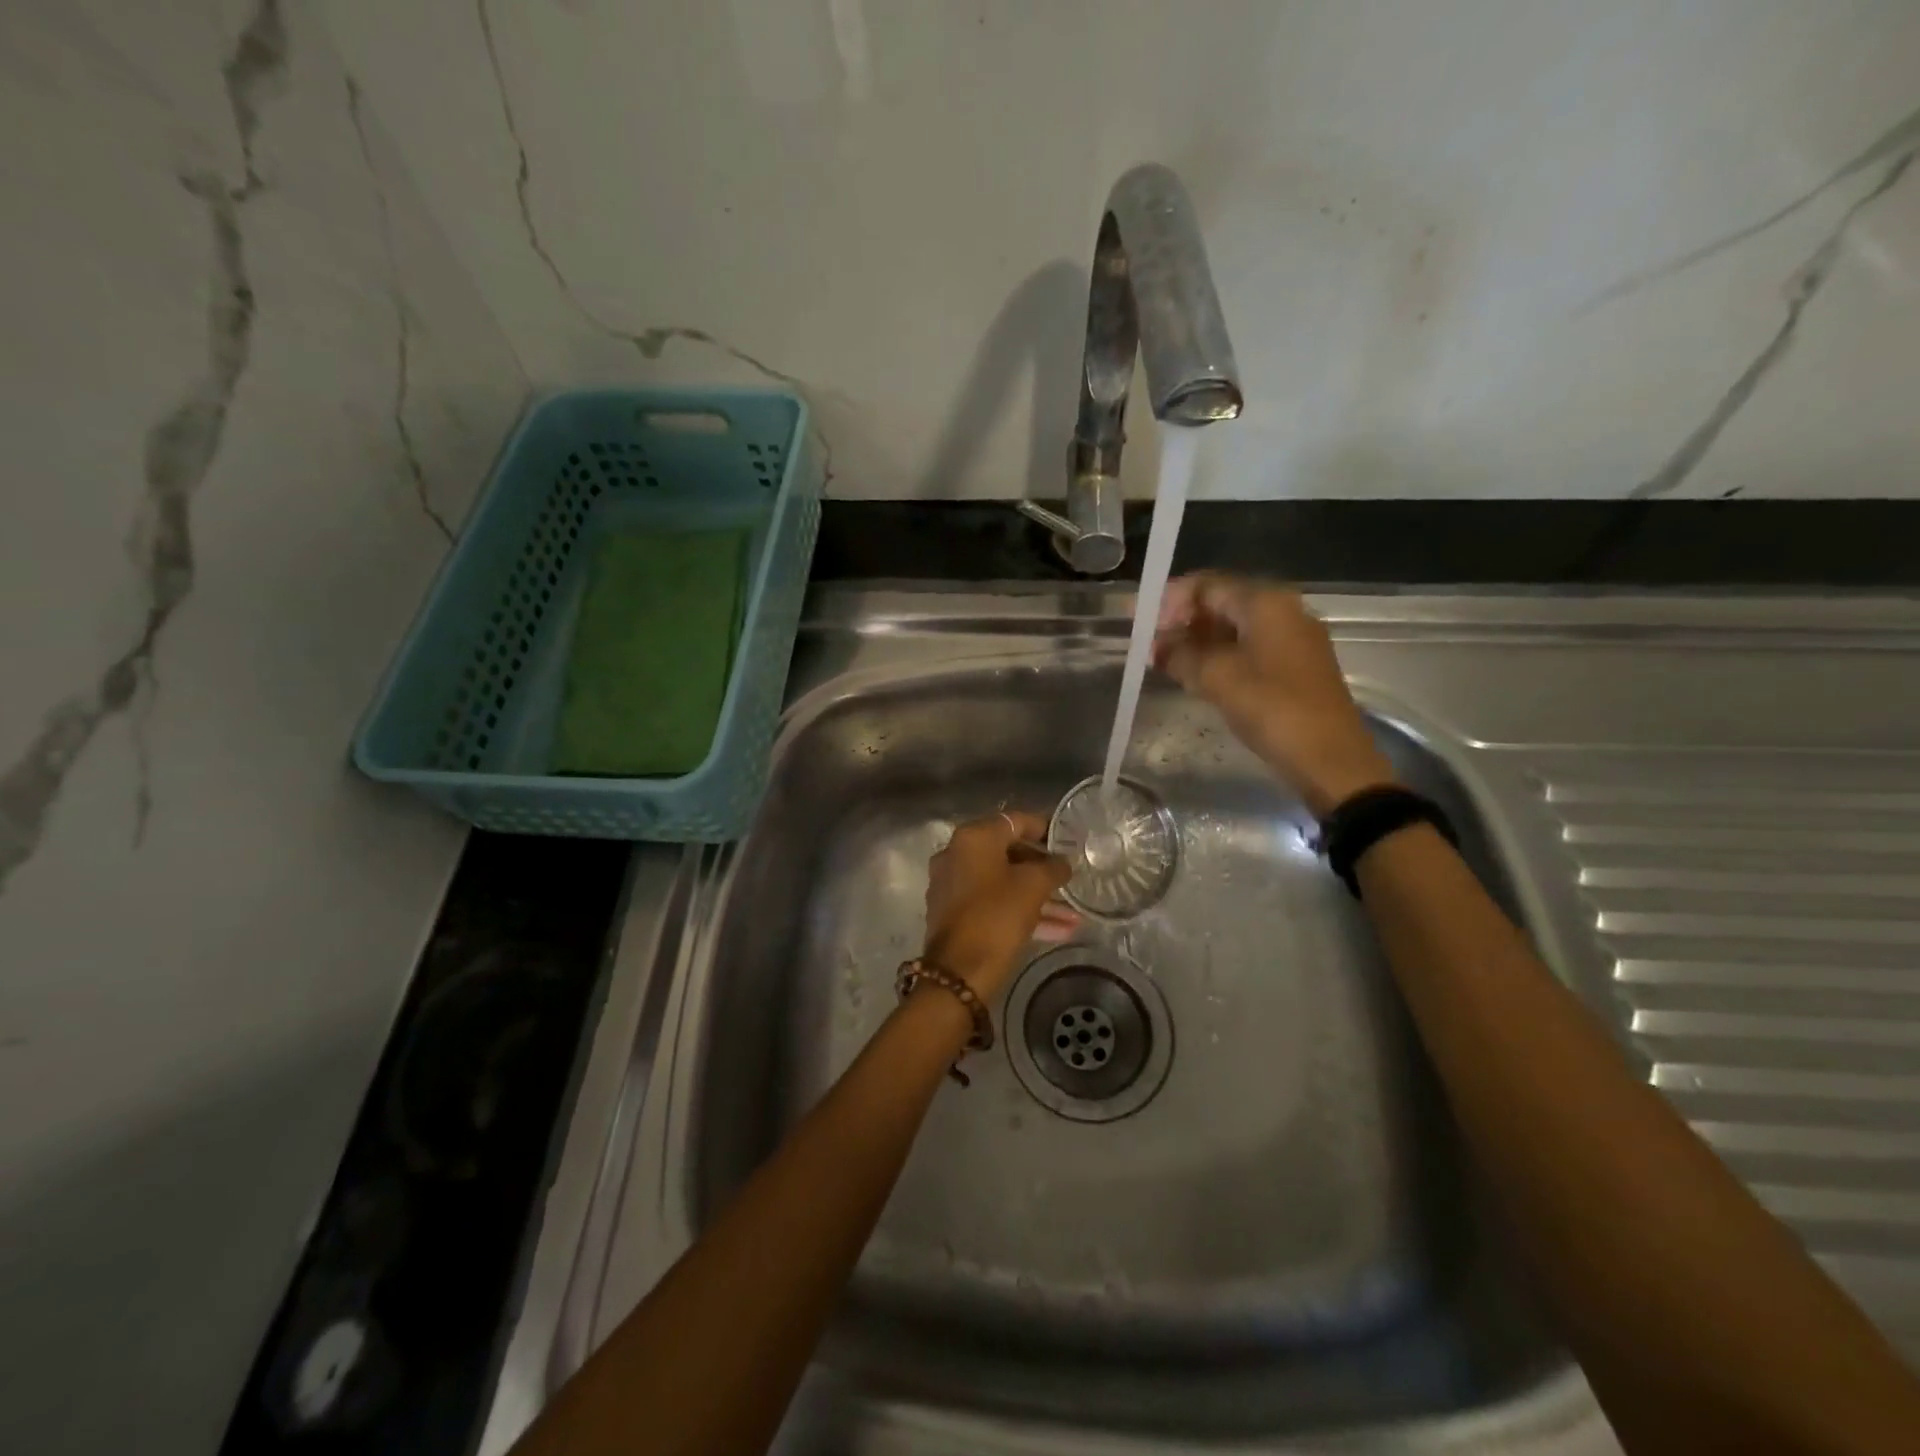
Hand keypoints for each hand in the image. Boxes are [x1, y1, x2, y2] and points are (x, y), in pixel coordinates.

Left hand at [923, 812, 1078, 998]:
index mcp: (973, 838)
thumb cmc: (996, 917)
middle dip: (1042, 868)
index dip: (1044, 828)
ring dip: (1038, 896)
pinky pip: (993, 903)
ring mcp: (952, 884)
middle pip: (1007, 852)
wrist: (958, 972)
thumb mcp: (1033, 887)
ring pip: (1003, 882)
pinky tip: (1058, 930)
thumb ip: (1052, 868)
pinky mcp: (954, 913)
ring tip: (1073, 914)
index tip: (1067, 840)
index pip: (1015, 821)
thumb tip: (1063, 863)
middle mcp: (956, 854)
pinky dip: (1021, 911)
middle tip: (1069, 878)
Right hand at [1153, 574, 1394, 816]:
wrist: (1331, 759)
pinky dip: (1221, 657)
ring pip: (1235, 628)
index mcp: (1266, 603)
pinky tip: (1198, 677)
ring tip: (1167, 663)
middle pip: (1223, 602)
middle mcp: (1284, 611)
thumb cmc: (1273, 709)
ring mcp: (1293, 639)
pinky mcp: (1296, 666)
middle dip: (1183, 621)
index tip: (1142, 623)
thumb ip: (1180, 655)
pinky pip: (1250, 648)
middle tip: (1152, 647)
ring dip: (1199, 641)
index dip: (1171, 599)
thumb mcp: (1216, 679)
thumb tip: (1157, 646)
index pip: (1208, 584)